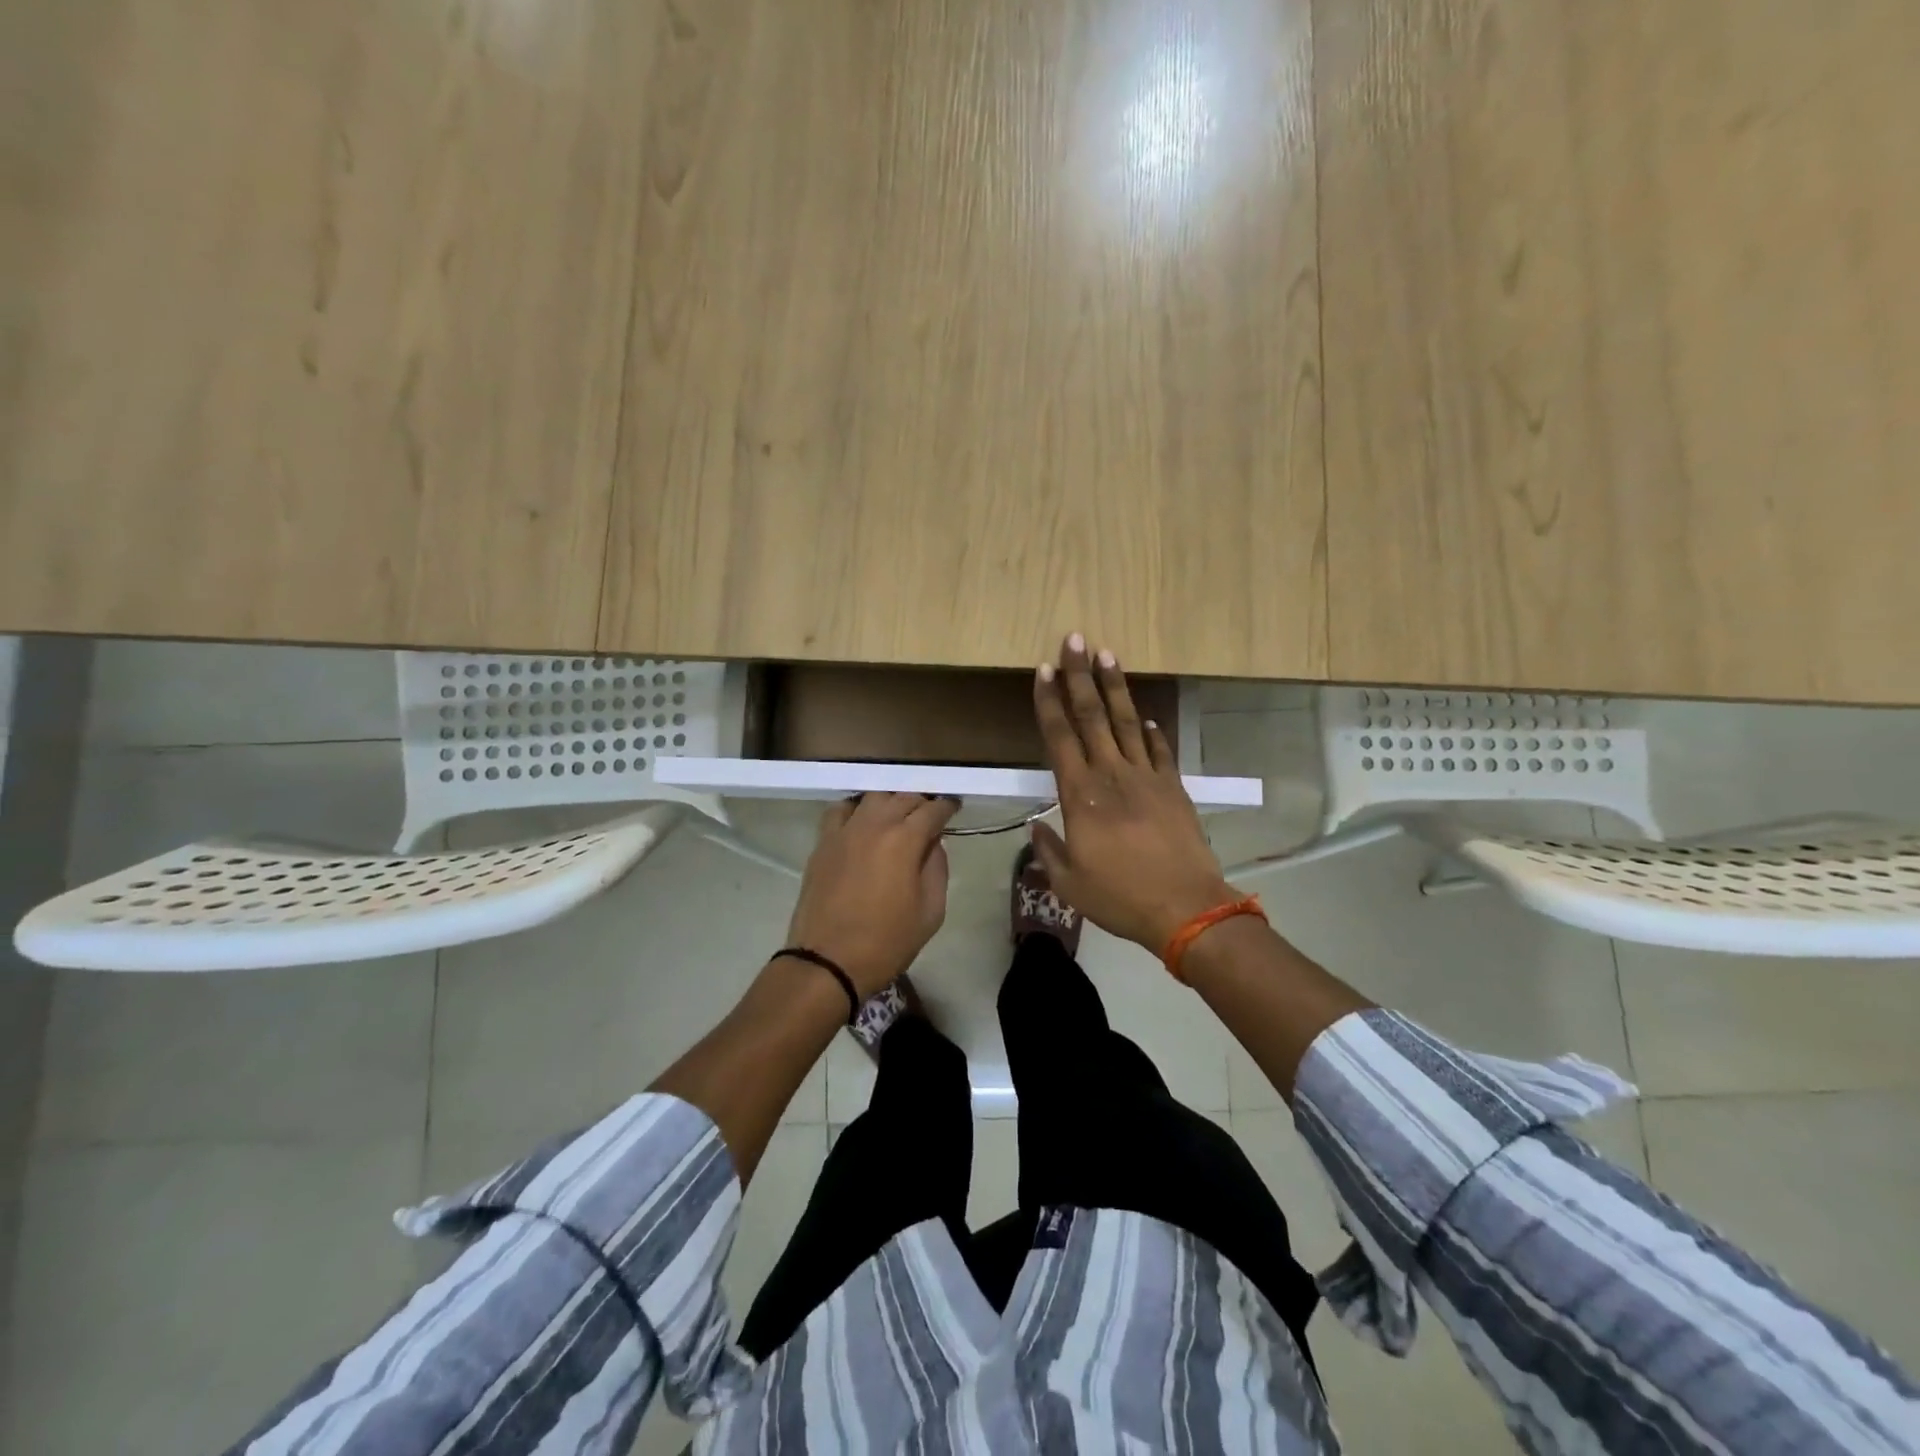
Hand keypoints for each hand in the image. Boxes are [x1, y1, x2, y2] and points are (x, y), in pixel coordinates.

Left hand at [784, 792, 959, 997]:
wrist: (828, 962)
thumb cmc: (886, 942)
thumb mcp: (931, 912)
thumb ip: (937, 869)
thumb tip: (933, 843)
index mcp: (905, 840)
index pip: (932, 809)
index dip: (947, 806)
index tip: (954, 807)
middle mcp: (874, 825)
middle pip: (903, 796)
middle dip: (921, 801)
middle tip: (930, 813)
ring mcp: (844, 831)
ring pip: (872, 796)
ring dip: (891, 800)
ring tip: (898, 814)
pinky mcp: (823, 842)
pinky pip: (840, 810)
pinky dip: (856, 808)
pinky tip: (863, 819)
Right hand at [1030, 634, 1237, 950]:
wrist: (1186, 908)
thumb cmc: (1120, 897)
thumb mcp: (1069, 883)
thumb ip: (1047, 850)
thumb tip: (1035, 826)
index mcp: (1081, 795)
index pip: (1059, 736)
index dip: (1049, 701)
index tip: (1043, 670)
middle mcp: (1112, 775)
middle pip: (1093, 715)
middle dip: (1080, 675)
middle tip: (1076, 639)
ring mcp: (1147, 777)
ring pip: (1127, 722)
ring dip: (1116, 687)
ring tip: (1108, 656)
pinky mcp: (1173, 788)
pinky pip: (1160, 750)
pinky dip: (1152, 732)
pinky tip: (1147, 718)